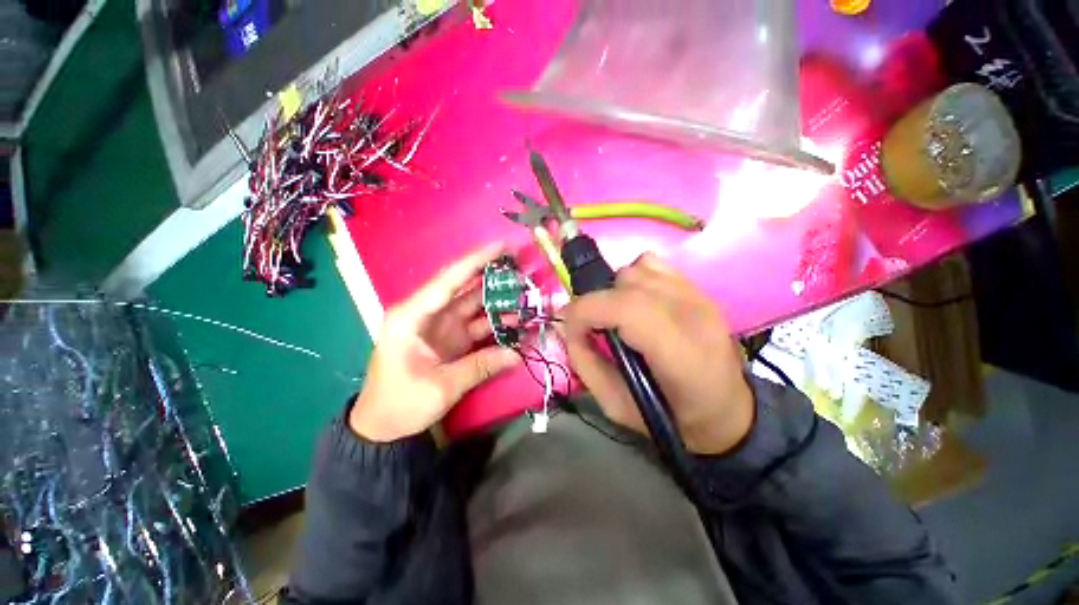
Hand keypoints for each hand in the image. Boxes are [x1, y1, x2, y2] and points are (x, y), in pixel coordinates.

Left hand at [349, 244, 520, 441]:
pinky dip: (495, 323)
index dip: (474, 261)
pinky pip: (477, 324)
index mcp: (412, 316)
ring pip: (473, 305)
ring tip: (526, 296)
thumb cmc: (400, 404)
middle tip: (521, 269)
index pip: (447, 280)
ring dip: (498, 300)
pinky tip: (515, 323)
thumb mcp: (441, 387)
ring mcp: (441, 326)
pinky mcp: (451, 338)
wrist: (382, 427)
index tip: (500, 246)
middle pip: (463, 288)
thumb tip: (517, 354)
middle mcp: (427, 313)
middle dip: (492, 277)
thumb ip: (480, 367)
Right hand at [562, 253, 753, 454]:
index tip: (571, 329)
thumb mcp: (616, 406)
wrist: (728, 411)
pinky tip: (636, 302)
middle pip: (627, 283)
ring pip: (637, 269)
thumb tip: (565, 327)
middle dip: (595, 303)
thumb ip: (585, 363)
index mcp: (680, 355)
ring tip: (616, 317)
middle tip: (592, 327)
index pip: (625, 308)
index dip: (586, 312)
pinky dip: (634, 278)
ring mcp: (699, 296)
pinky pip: (653, 264)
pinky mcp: (698, 289)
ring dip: (614, 291)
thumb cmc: (672, 417)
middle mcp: (694, 315)